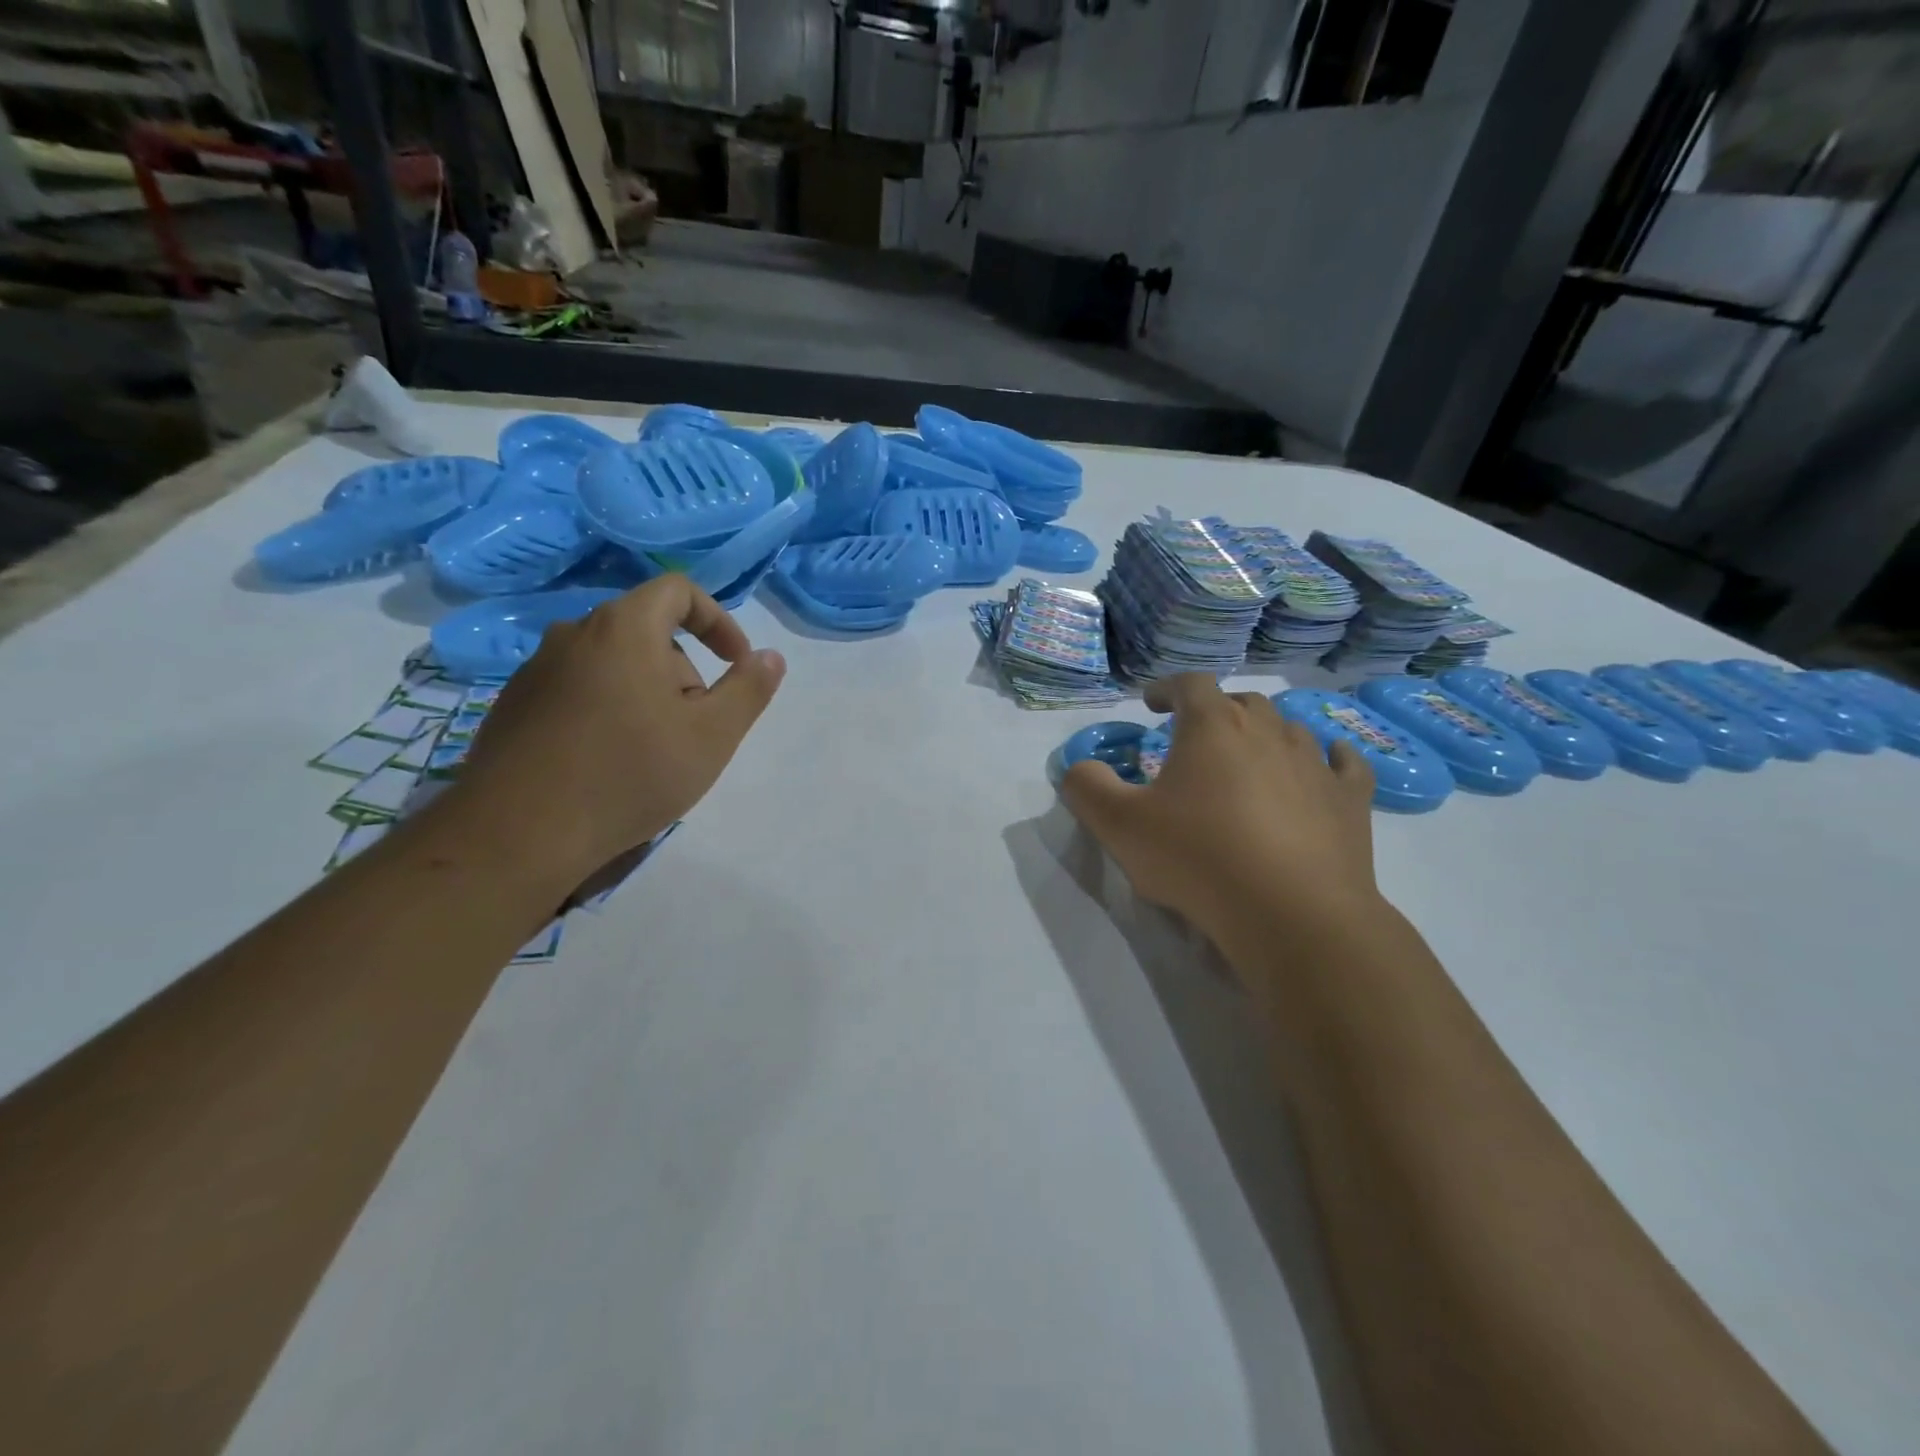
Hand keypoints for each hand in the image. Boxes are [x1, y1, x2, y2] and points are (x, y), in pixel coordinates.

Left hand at [450, 575, 785, 887]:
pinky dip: (607, 710)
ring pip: (612, 664)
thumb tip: (770, 657)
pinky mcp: (513, 706)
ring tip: (653, 751)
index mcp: (623, 629)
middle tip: (695, 727)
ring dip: (646, 693)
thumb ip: (749, 689)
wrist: (519, 834)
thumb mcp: (712, 735)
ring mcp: (536, 671)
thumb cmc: (630, 774)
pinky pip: (578, 691)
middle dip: (683, 671)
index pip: (678, 590)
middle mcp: (573, 635)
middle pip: (646, 631)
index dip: (718, 620)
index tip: (735, 664)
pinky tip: (609, 763)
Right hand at [1060, 675, 1381, 955]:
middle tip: (1195, 739)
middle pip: (1241, 702)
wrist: (1293, 915)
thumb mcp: (1119, 826)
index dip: (1167, 688)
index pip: (1190, 684)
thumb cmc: (1198, 859)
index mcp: (1213, 726)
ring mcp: (1315, 763)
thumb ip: (1087, 788)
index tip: (1152, 704)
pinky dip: (1328, 759)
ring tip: (1248, 760)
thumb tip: (1079, 768)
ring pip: (1288, 729)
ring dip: (1264, 736)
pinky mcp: (1350, 800)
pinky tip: (1325, 766)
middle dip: (1215, 713)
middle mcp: (1268, 730)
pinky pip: (1343, 763)